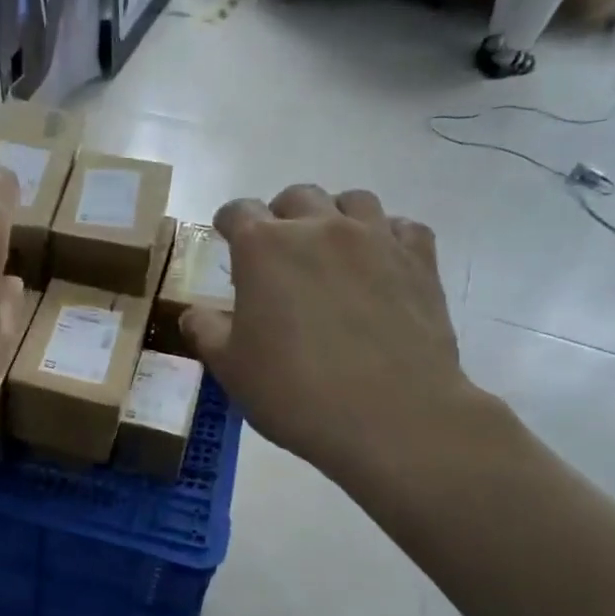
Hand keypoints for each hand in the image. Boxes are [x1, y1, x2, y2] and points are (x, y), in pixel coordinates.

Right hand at [182, 187, 481, 499]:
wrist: (391, 418)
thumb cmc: (295, 392)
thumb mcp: (230, 368)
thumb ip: (205, 331)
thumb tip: (194, 313)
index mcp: (264, 248)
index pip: (238, 212)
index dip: (227, 223)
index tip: (225, 240)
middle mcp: (320, 228)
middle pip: (296, 197)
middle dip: (280, 217)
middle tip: (277, 255)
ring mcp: (376, 239)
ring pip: (352, 201)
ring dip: (333, 218)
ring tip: (329, 253)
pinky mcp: (420, 260)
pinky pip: (401, 227)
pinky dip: (385, 236)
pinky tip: (378, 265)